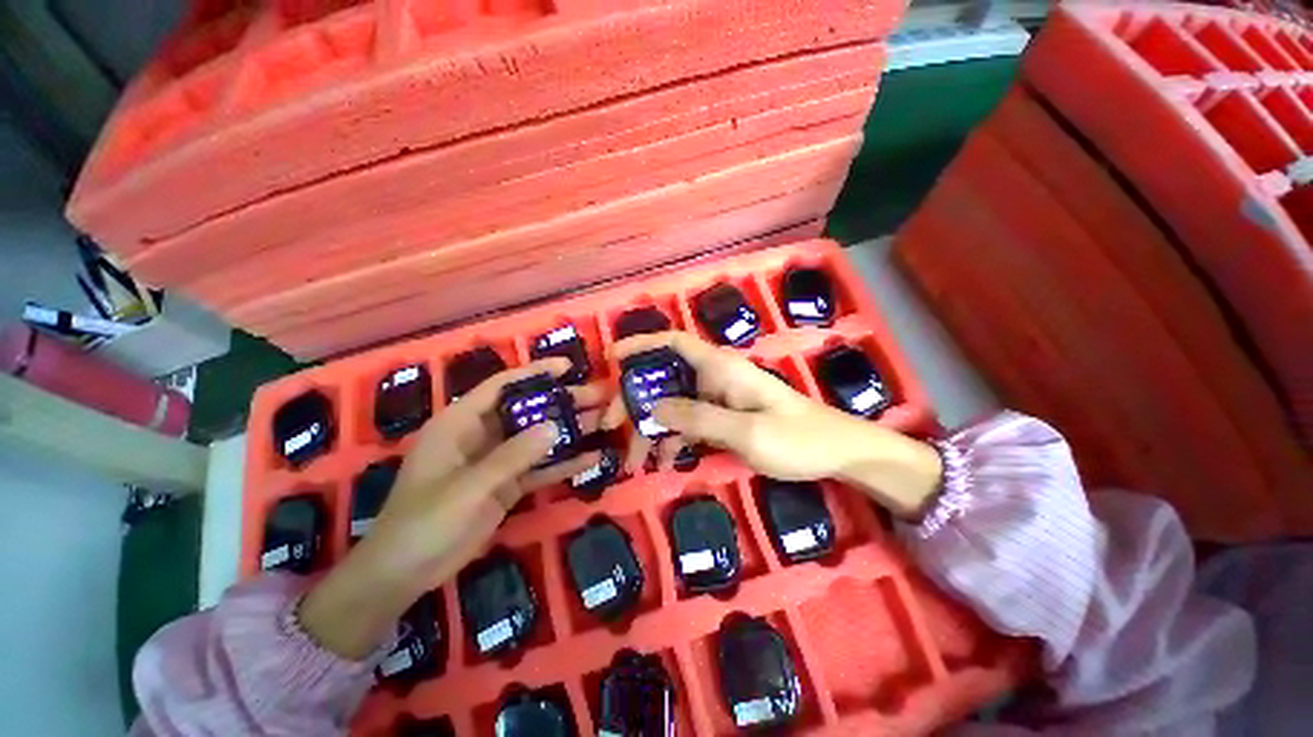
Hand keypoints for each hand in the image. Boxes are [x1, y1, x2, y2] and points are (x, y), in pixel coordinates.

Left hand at [300, 358, 603, 658]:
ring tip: (603, 422)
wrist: (404, 574)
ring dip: (568, 431)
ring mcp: (496, 461)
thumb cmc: (424, 521)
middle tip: (597, 397)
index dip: (534, 373)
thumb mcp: (468, 487)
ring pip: (537, 438)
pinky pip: (539, 469)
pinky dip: (564, 465)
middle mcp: (481, 435)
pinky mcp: (507, 485)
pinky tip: (592, 459)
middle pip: (527, 410)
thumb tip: (556, 426)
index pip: (501, 386)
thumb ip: (512, 456)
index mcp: (460, 423)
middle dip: (562, 402)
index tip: (568, 367)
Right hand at [604, 332, 942, 514]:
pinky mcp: (724, 417)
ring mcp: (719, 398)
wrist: (837, 453)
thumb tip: (652, 408)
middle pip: (665, 378)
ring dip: (651, 428)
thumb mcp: (746, 432)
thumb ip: (698, 418)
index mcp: (721, 369)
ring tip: (635, 461)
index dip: (641, 345)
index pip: (673, 343)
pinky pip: (689, 422)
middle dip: (635, 400)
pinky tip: (664, 461)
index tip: (611, 359)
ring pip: (673, 404)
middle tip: (611, 428)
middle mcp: (715, 378)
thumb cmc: (797, 438)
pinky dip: (673, 439)